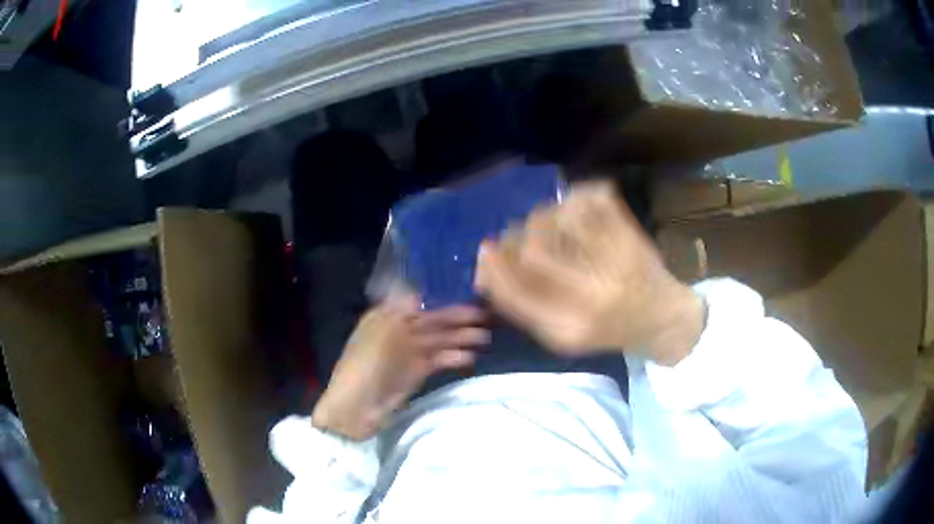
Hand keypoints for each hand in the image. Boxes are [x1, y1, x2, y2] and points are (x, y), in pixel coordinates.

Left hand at [312, 297, 488, 439]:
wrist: (355, 408)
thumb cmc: (364, 366)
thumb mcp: (381, 333)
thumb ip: (402, 310)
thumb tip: (421, 290)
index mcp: (386, 316)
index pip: (418, 300)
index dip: (441, 297)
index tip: (466, 292)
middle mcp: (399, 330)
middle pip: (432, 319)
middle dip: (457, 317)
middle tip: (485, 315)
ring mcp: (408, 352)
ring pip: (439, 339)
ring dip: (460, 337)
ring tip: (485, 336)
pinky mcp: (416, 372)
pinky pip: (439, 359)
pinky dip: (454, 357)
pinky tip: (471, 357)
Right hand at [474, 182, 704, 364]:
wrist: (662, 318)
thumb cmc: (608, 331)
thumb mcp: (561, 336)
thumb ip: (523, 309)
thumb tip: (486, 273)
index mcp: (572, 328)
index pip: (517, 290)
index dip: (494, 266)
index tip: (486, 250)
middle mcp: (594, 294)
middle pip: (535, 248)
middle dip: (515, 237)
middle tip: (516, 236)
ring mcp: (617, 261)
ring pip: (561, 218)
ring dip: (545, 216)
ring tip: (548, 224)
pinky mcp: (633, 234)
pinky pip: (596, 199)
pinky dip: (578, 196)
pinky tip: (574, 207)